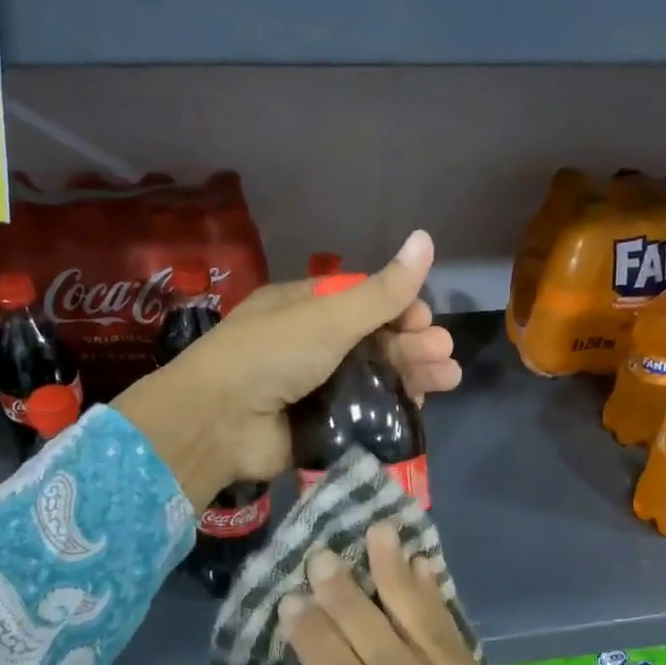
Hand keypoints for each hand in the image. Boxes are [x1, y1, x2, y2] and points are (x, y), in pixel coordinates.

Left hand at [113, 231, 459, 508]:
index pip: (364, 301)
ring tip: (447, 378)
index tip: (424, 319)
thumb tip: (426, 237)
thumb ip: (381, 291)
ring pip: (374, 378)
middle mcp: (311, 345)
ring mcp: (315, 388)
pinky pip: (362, 415)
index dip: (399, 308)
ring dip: (412, 374)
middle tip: (443, 352)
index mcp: (306, 307)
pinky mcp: (319, 427)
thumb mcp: (328, 317)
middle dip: (413, 343)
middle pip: (374, 340)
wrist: (218, 422)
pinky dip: (391, 410)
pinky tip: (419, 406)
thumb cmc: (271, 354)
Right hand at [279, 524, 561, 664]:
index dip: (320, 643)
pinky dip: (439, 608)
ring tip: (380, 534)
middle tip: (323, 557)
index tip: (292, 598)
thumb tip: (340, 660)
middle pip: (395, 661)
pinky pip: (467, 653)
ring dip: (403, 584)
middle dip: (353, 602)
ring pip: (435, 643)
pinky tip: (421, 572)